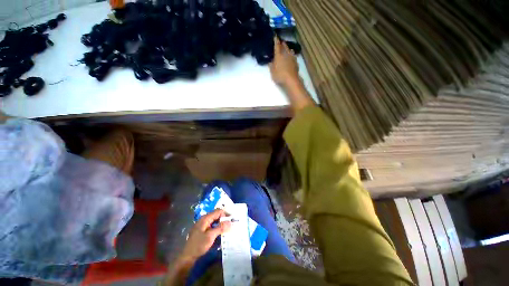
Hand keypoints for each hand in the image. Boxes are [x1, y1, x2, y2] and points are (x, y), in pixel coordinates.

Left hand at [180, 209, 231, 261]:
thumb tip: (231, 222)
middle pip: (217, 215)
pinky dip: (217, 227)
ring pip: (215, 220)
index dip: (225, 215)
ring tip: (227, 229)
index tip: (230, 222)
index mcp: (205, 218)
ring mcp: (203, 224)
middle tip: (230, 225)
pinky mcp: (202, 230)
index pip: (218, 211)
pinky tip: (220, 233)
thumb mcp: (211, 236)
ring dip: (221, 224)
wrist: (187, 256)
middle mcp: (204, 219)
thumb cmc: (198, 245)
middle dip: (224, 219)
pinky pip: (212, 225)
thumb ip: (220, 228)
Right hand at [270, 37, 299, 86]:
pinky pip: (293, 56)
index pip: (277, 46)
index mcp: (279, 55)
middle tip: (281, 42)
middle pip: (284, 47)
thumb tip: (271, 61)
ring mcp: (292, 58)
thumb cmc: (280, 76)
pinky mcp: (296, 62)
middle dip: (282, 44)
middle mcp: (286, 54)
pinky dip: (291, 55)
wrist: (291, 80)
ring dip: (288, 49)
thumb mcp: (272, 72)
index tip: (275, 36)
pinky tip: (291, 56)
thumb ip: (271, 66)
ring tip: (287, 48)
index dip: (276, 41)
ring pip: (290, 50)